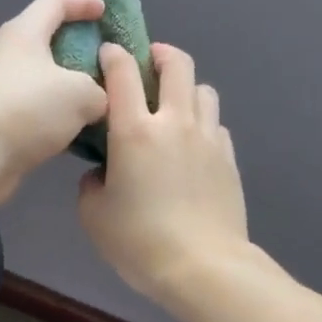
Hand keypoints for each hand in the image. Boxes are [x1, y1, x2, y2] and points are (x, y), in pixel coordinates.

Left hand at [0, 0, 110, 205]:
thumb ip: (101, 90)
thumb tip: (99, 100)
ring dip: (72, 86)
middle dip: (80, 47)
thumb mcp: (81, 94)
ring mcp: (2, 89)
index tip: (104, 11)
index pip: (55, 2)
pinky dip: (60, 116)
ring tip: (103, 98)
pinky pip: (38, 110)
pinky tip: (82, 130)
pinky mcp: (1, 121)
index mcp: (25, 33)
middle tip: (109, 60)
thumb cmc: (27, 109)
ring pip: (45, 79)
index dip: (82, 1)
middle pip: (48, 40)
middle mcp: (10, 55)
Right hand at [78, 42, 250, 313]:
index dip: (113, 55)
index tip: (107, 55)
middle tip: (148, 64)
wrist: (202, 267)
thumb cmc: (139, 241)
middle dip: (160, 54)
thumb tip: (103, 172)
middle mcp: (175, 122)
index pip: (123, 72)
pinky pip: (216, 125)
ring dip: (186, 88)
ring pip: (203, 90)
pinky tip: (192, 145)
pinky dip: (202, 123)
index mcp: (135, 131)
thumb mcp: (94, 215)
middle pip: (177, 64)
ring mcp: (209, 138)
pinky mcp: (229, 158)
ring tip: (173, 107)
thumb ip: (92, 182)